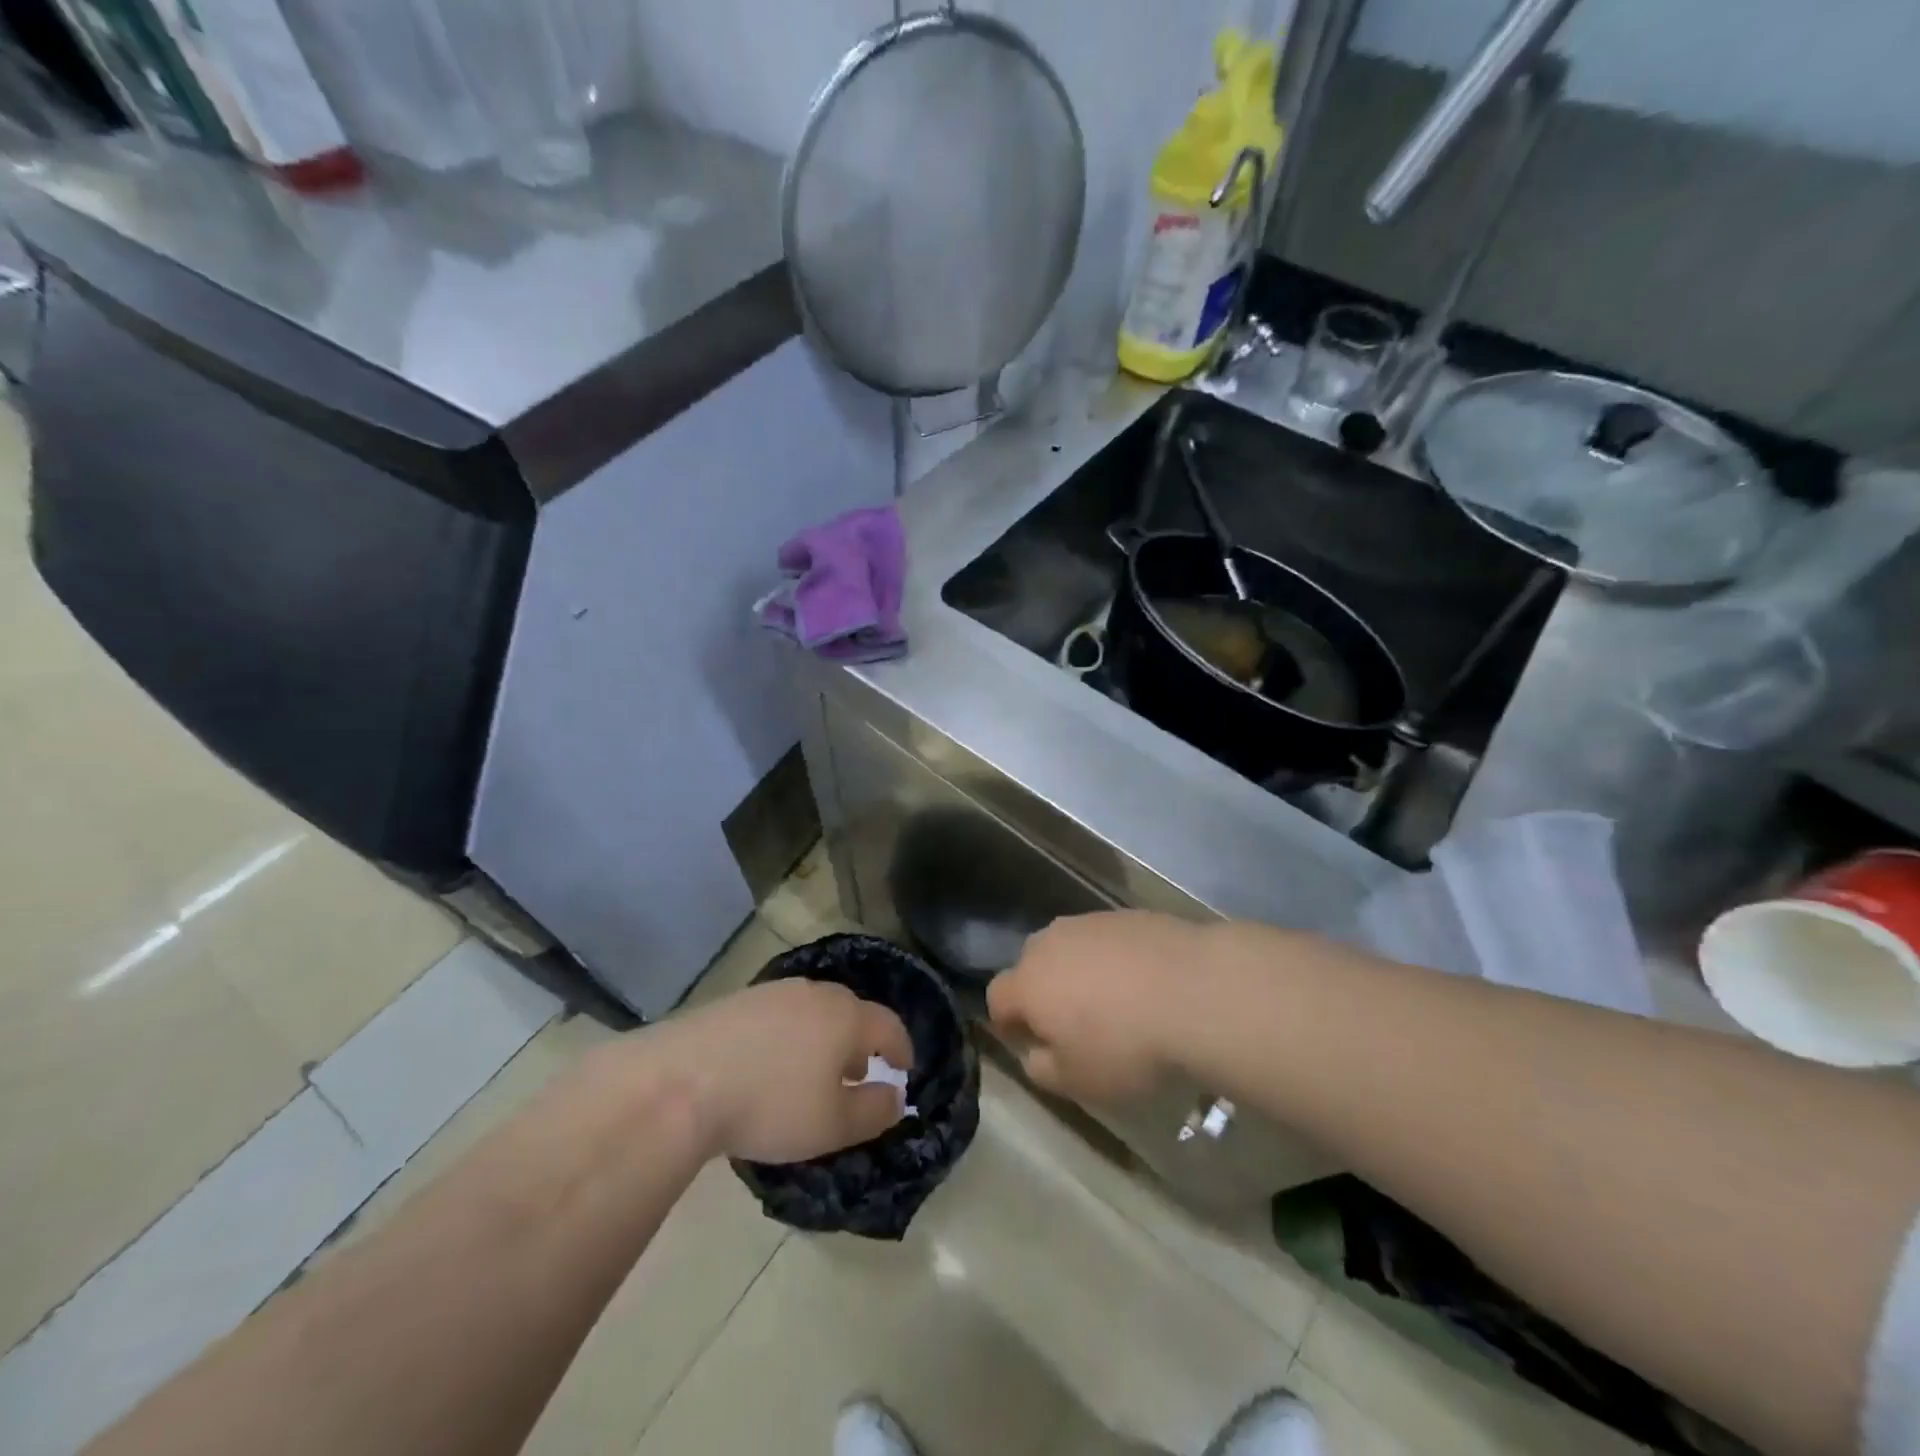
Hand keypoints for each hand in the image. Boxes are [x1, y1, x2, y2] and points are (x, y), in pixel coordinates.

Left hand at [654, 979, 914, 1163]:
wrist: (682, 1081)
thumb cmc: (770, 1105)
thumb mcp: (833, 1125)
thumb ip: (874, 1111)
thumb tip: (895, 1096)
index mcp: (847, 1017)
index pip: (889, 1025)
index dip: (902, 1048)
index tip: (905, 1069)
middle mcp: (816, 993)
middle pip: (852, 1011)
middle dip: (862, 1041)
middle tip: (859, 1073)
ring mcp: (775, 992)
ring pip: (815, 1010)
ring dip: (825, 1037)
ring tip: (814, 1071)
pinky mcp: (739, 1000)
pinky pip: (781, 1014)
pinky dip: (790, 1035)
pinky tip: (772, 1063)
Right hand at [987, 911, 1206, 1102]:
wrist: (1196, 991)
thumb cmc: (1127, 1046)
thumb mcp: (1079, 1081)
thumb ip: (1043, 1069)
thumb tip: (1033, 1054)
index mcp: (1029, 982)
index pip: (997, 997)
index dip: (1008, 1022)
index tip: (1029, 1042)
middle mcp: (1051, 943)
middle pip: (1032, 964)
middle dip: (1042, 990)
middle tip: (1071, 1022)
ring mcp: (1091, 922)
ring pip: (1070, 947)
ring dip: (1079, 971)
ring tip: (1112, 1001)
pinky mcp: (1128, 914)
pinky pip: (1107, 939)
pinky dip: (1115, 958)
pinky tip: (1143, 983)